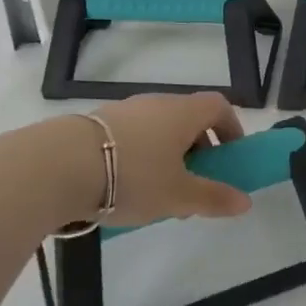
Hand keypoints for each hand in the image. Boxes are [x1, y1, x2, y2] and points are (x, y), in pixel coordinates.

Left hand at [86, 92, 253, 226]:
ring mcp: (125, 111)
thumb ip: (213, 197)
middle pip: (188, 120)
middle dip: (198, 152)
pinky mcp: (97, 125)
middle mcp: (157, 103)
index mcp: (183, 112)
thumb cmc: (133, 176)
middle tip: (194, 188)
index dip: (231, 128)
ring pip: (158, 131)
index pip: (218, 106)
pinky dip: (140, 157)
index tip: (231, 157)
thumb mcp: (178, 195)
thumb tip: (246, 202)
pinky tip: (125, 190)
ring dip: (168, 158)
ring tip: (158, 197)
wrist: (58, 166)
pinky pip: (132, 138)